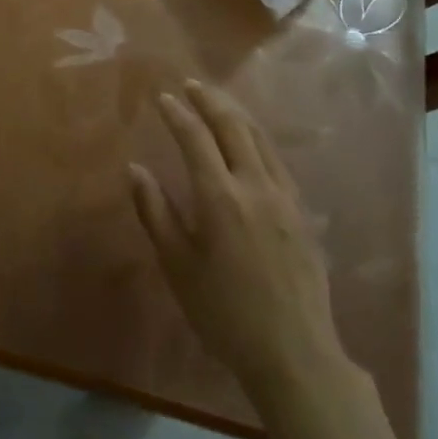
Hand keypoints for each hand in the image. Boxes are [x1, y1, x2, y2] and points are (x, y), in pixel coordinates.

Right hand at [129, 82, 344, 404]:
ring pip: (260, 138)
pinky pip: (277, 159)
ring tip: (219, 101)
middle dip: (209, 101)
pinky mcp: (301, 211)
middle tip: (191, 85)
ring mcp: (284, 196)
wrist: (294, 353)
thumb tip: (135, 168)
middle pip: (232, 127)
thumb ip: (156, 212)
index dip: (178, 114)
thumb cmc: (224, 313)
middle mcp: (254, 185)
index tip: (162, 97)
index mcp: (220, 198)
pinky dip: (258, 137)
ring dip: (236, 113)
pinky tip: (252, 141)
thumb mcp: (178, 266)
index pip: (195, 138)